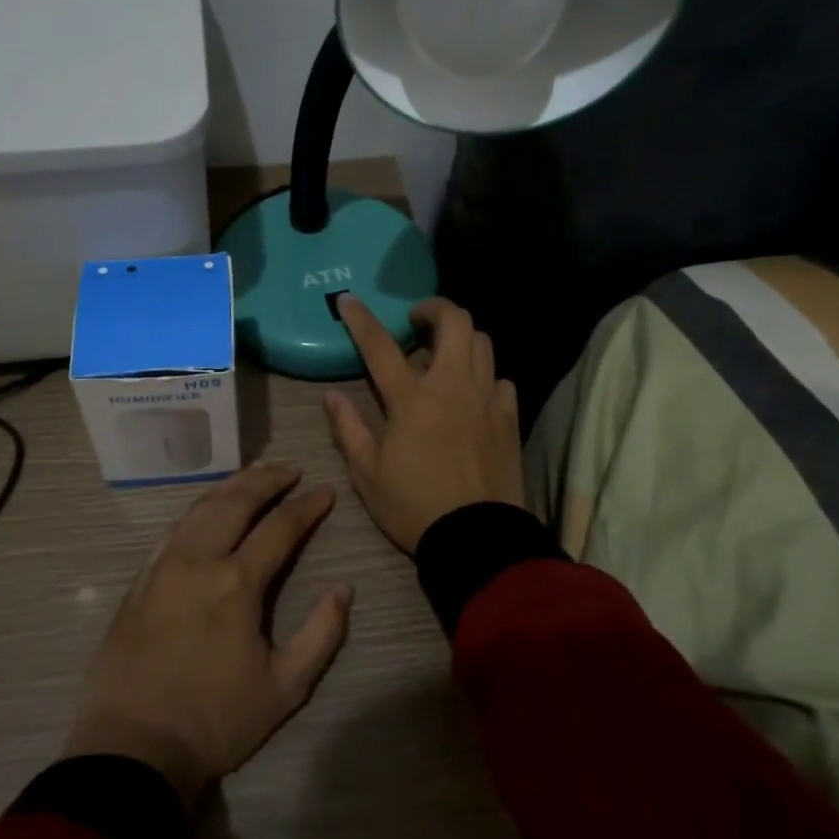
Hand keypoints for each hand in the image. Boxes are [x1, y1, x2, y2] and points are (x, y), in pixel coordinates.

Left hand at [63, 464, 351, 804]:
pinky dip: (196, 509)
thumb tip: (344, 589)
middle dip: (266, 480)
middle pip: (235, 502)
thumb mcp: (284, 688)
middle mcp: (198, 561)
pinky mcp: (140, 580)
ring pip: (200, 508)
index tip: (325, 492)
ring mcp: (163, 567)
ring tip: (252, 475)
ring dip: (230, 486)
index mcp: (237, 583)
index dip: (307, 506)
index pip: (280, 528)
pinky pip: (172, 529)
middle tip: (289, 469)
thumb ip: (321, 634)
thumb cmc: (215, 721)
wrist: (134, 748)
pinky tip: (206, 508)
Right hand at [325, 295, 523, 553]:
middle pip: (455, 322)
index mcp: (411, 399)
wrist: (476, 538)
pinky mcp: (508, 418)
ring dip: (461, 338)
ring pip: (482, 342)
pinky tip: (473, 394)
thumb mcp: (367, 474)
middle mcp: (452, 386)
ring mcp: (485, 399)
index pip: (380, 345)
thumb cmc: (413, 506)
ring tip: (444, 354)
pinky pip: (501, 379)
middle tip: (416, 322)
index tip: (348, 299)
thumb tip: (330, 396)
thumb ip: (348, 429)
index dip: (360, 319)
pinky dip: (485, 376)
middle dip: (434, 308)